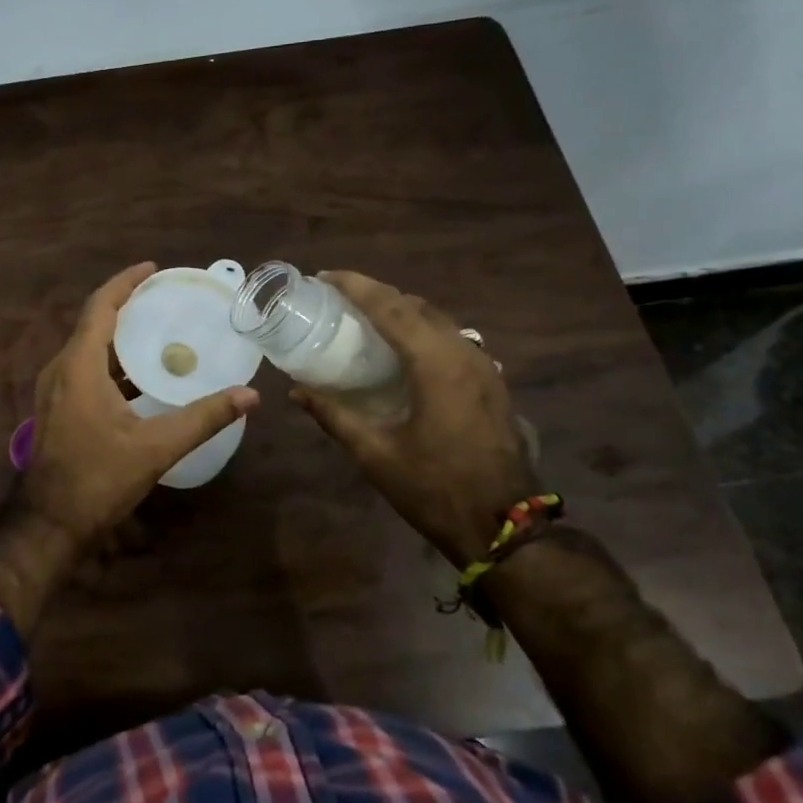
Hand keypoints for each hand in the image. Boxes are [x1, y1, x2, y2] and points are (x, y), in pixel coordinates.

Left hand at [20, 262, 258, 545]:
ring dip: (120, 336)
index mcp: (78, 367)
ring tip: (159, 331)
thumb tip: (250, 395)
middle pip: (93, 323)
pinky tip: (141, 377)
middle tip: (165, 299)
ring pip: (89, 349)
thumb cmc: (99, 479)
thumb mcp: (156, 447)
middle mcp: (61, 370)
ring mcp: (55, 390)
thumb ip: (204, 418)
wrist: (50, 522)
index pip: (100, 307)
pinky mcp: (58, 409)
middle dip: (127, 306)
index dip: (125, 283)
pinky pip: (85, 369)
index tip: (153, 269)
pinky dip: (113, 362)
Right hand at [292, 271, 535, 565]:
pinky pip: (452, 337)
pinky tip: (404, 347)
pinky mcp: (492, 382)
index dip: (356, 287)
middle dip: (376, 293)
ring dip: (401, 310)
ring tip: (366, 316)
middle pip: (416, 306)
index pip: (391, 308)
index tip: (324, 276)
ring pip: (438, 319)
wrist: (506, 525)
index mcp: (436, 365)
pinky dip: (422, 329)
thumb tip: (296, 392)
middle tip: (339, 296)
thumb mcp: (376, 454)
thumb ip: (335, 417)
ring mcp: (484, 366)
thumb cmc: (435, 489)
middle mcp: (464, 353)